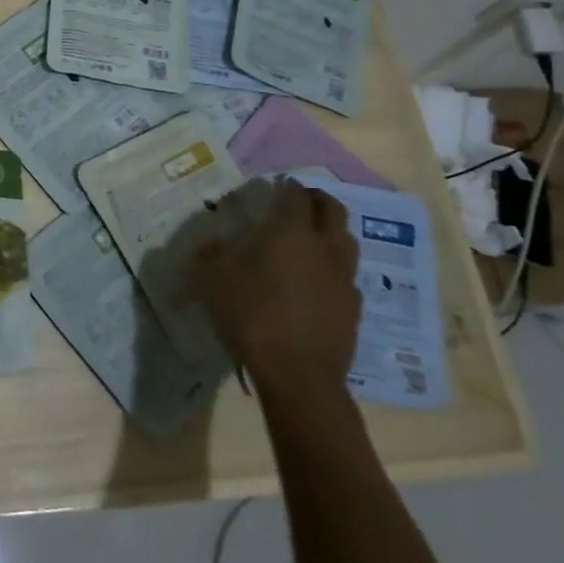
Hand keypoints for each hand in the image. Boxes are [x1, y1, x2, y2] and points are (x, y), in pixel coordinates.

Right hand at [187, 179, 361, 399]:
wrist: (299, 375)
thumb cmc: (254, 317)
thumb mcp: (215, 281)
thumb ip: (211, 255)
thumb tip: (210, 243)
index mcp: (292, 232)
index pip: (295, 195)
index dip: (285, 187)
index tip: (273, 187)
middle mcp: (325, 247)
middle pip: (332, 209)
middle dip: (315, 200)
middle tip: (298, 202)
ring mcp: (344, 278)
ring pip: (346, 240)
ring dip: (330, 231)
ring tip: (310, 239)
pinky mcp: (354, 308)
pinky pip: (346, 275)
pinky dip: (333, 268)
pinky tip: (316, 282)